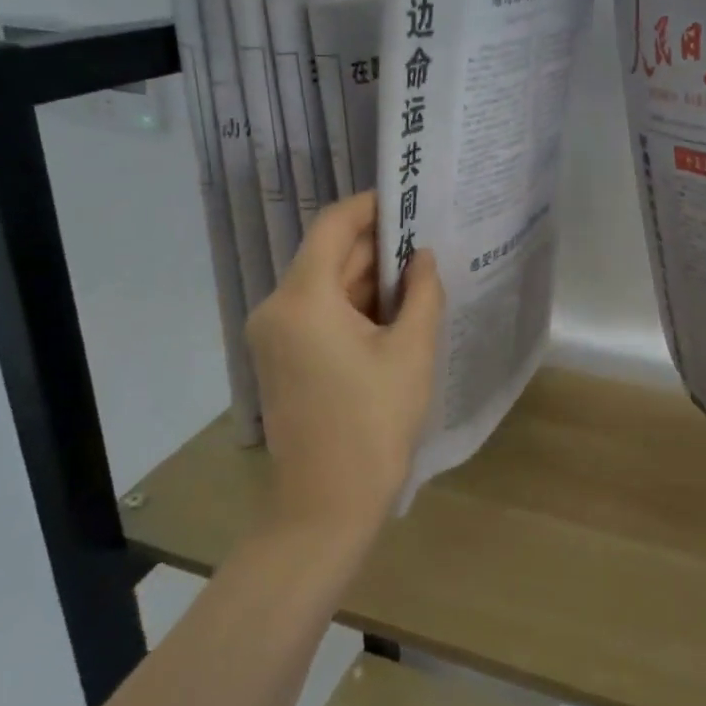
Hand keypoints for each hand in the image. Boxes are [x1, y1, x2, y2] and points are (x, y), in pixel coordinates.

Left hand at [246, 191, 445, 536]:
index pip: (333, 225)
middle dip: (379, 246)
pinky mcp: (282, 357)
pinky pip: (320, 312)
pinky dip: (356, 305)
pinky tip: (398, 311)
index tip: (412, 200)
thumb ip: (423, 292)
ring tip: (423, 276)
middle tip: (431, 242)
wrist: (327, 504)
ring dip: (371, 278)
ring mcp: (275, 334)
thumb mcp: (412, 351)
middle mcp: (277, 308)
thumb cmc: (374, 423)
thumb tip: (423, 257)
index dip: (371, 206)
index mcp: (303, 299)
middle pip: (330, 255)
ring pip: (327, 284)